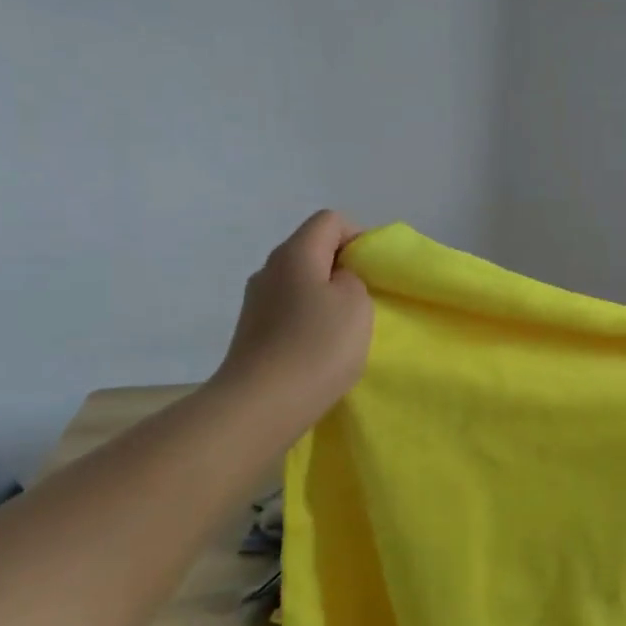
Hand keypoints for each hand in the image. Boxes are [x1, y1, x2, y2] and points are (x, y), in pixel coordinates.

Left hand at [216, 210, 373, 427]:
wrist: (261, 405)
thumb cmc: (317, 346)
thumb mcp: (356, 303)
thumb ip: (352, 279)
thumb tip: (335, 282)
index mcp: (294, 253)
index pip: (330, 220)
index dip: (359, 237)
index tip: (374, 271)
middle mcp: (268, 269)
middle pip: (312, 250)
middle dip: (342, 269)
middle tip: (365, 300)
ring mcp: (255, 302)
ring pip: (300, 283)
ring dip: (325, 298)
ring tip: (343, 330)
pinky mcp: (251, 332)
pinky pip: (288, 311)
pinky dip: (308, 321)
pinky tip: (319, 350)